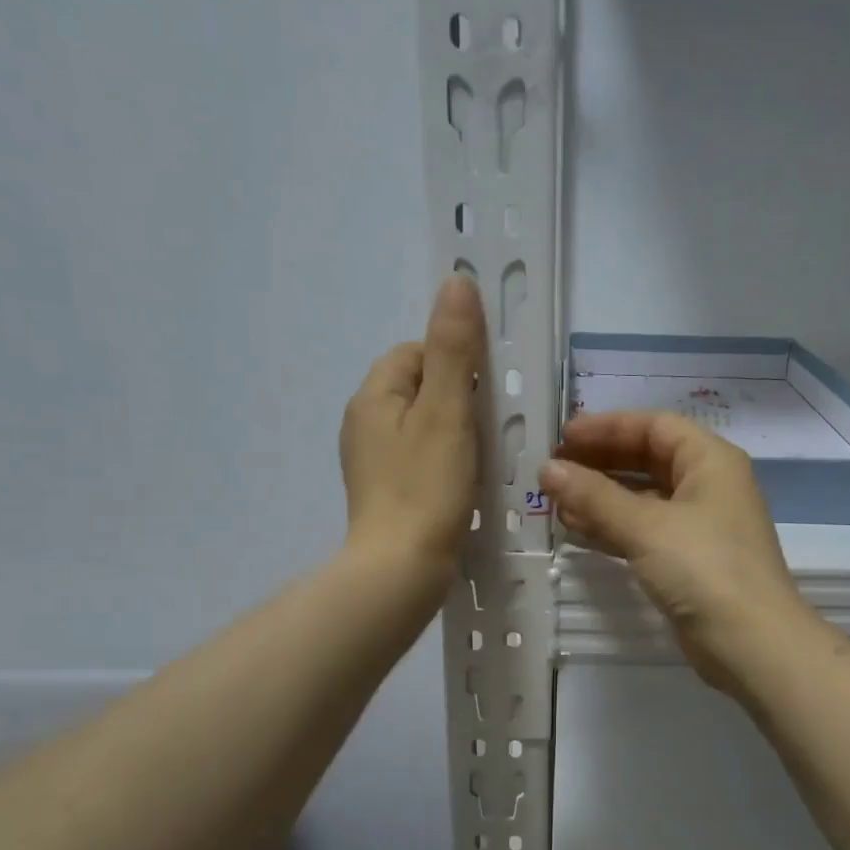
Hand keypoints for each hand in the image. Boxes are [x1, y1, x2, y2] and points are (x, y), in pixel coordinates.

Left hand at [339, 275, 484, 582]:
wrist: (401, 568)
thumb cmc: (426, 486)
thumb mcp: (447, 410)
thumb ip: (453, 347)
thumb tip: (456, 281)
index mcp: (373, 396)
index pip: (416, 351)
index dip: (455, 364)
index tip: (482, 398)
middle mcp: (363, 422)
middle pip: (419, 388)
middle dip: (457, 399)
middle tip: (486, 430)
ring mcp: (371, 460)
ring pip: (421, 424)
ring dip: (453, 432)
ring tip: (479, 458)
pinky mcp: (384, 491)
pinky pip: (418, 457)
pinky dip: (442, 461)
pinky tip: (461, 484)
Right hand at [541, 411, 811, 692]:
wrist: (751, 644)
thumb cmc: (704, 569)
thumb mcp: (646, 526)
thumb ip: (594, 496)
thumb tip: (548, 470)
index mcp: (710, 461)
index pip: (654, 426)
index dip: (608, 426)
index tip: (564, 437)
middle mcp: (708, 485)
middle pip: (647, 458)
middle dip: (600, 462)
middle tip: (554, 469)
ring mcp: (699, 525)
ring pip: (643, 498)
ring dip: (601, 497)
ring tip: (555, 501)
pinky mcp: (688, 560)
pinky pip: (644, 531)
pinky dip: (612, 527)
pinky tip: (576, 530)